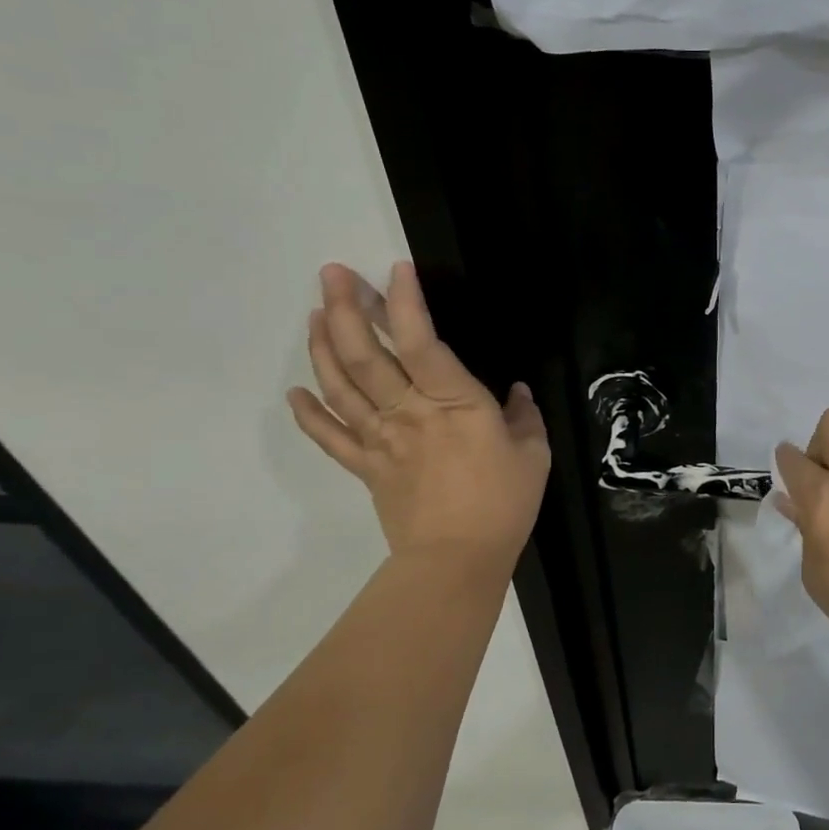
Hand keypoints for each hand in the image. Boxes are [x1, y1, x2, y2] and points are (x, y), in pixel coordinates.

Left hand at [287, 262, 549, 570]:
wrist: (457, 560)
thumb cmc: (503, 503)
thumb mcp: (533, 453)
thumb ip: (524, 416)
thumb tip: (516, 393)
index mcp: (454, 402)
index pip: (422, 342)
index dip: (405, 302)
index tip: (395, 269)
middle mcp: (408, 411)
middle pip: (366, 355)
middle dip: (345, 309)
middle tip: (332, 274)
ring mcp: (381, 439)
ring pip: (341, 386)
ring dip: (323, 346)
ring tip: (315, 313)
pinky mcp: (367, 468)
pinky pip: (330, 437)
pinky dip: (310, 413)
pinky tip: (295, 392)